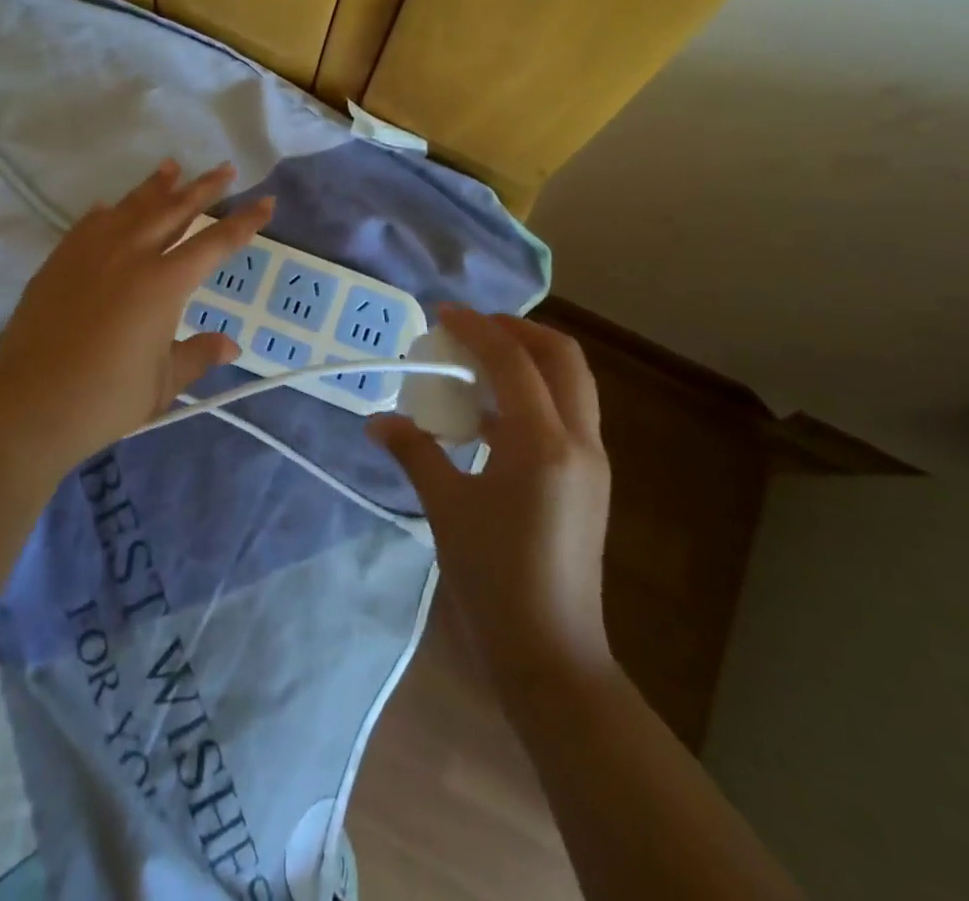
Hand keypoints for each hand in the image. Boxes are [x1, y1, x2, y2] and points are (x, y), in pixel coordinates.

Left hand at [0, 160, 272, 467]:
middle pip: (174, 211)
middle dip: (203, 188)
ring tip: (172, 167)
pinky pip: (89, 224)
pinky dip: (107, 212)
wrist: (30, 403)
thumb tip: (231, 345)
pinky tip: (109, 206)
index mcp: (164, 284)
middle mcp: (130, 255)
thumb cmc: (106, 399)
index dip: (244, 222)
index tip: (265, 201)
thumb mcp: (164, 384)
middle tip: (224, 169)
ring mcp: (91, 253)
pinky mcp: (60, 260)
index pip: (214, 243)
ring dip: (156, 187)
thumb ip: (198, 355)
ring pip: (131, 207)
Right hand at [369, 306, 613, 688]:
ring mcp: (591, 462)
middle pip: (562, 358)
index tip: (442, 313)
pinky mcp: (589, 481)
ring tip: (478, 363)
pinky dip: (532, 395)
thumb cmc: (493, 578)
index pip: (514, 361)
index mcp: (544, 443)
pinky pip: (565, 414)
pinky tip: (490, 414)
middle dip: (517, 331)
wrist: (550, 654)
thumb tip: (377, 421)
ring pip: (571, 384)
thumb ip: (414, 451)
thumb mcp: (446, 506)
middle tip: (472, 329)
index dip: (477, 328)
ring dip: (528, 360)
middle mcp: (579, 442)